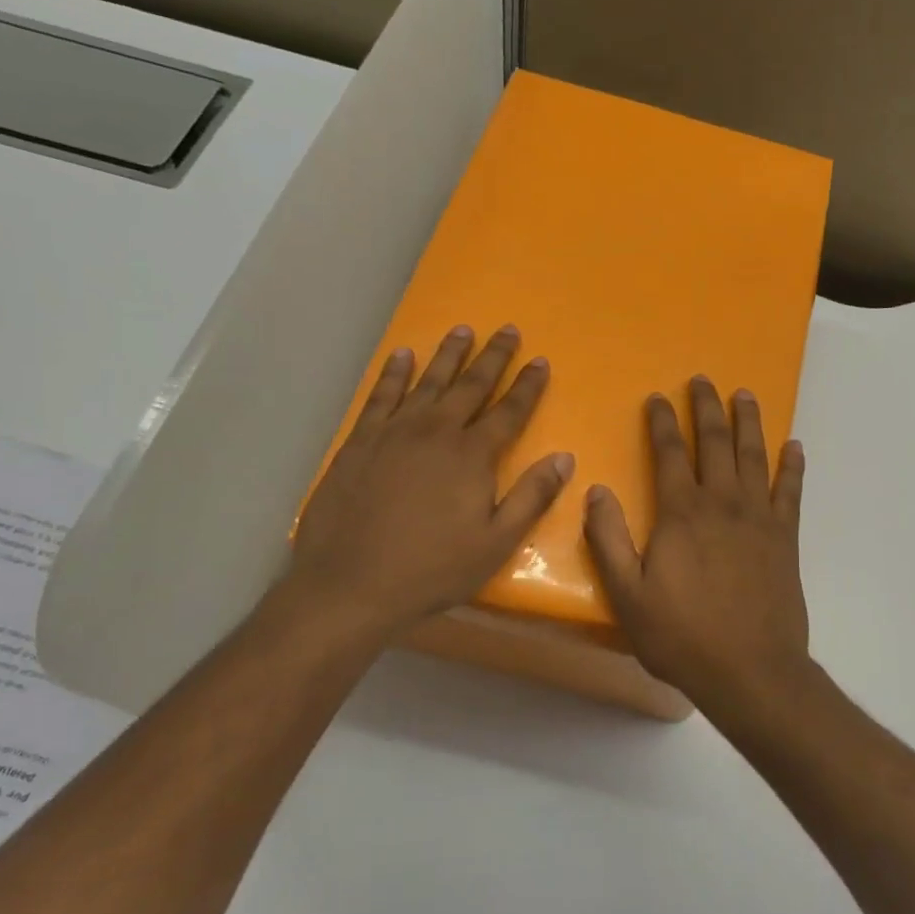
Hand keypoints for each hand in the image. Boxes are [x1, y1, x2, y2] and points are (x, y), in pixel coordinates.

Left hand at [281, 325, 572, 638]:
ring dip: (448, 355)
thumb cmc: (431, 569)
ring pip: (428, 382)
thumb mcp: (495, 544)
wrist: (349, 584)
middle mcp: (435, 432)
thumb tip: (565, 458)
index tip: (540, 361)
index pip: (509, 412)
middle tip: (508, 330)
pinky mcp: (360, 441)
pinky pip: (381, 395)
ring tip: (463, 329)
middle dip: (493, 357)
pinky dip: (394, 373)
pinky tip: (402, 355)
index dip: (528, 386)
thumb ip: (531, 497)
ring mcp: (394, 432)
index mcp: (472, 456)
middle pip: (470, 386)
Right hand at [583, 376, 810, 711]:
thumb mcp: (628, 595)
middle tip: (702, 380)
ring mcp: (759, 517)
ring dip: (748, 422)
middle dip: (705, 408)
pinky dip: (792, 465)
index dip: (662, 423)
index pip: (670, 454)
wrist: (750, 670)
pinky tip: (795, 445)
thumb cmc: (682, 636)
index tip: (658, 398)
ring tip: (744, 395)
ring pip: (753, 456)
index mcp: (682, 513)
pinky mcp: (785, 537)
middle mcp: (723, 503)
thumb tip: (595, 490)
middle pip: (714, 442)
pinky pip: (791, 491)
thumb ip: (609, 540)